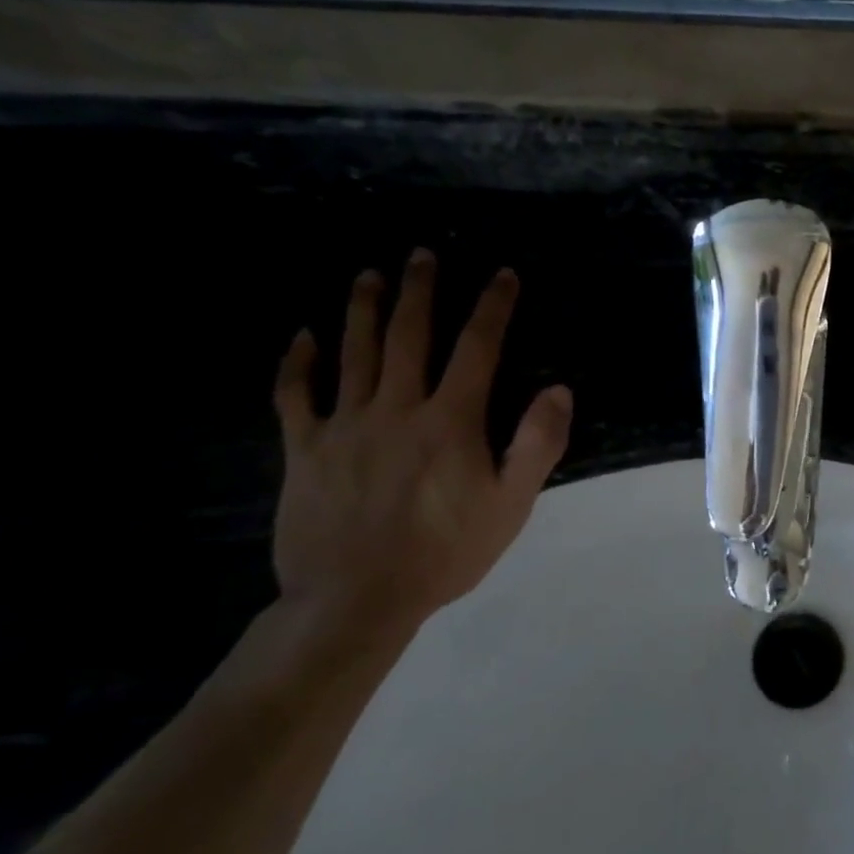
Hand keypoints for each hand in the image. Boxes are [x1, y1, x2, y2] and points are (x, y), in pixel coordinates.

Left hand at [270, 249, 572, 638]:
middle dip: (421, 292)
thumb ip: (536, 444)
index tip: (503, 274)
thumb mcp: (511, 504)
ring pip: (354, 353)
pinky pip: (295, 396)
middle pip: (410, 337)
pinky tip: (302, 337)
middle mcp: (397, 408)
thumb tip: (559, 389)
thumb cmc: (446, 552)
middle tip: (422, 254)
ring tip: (370, 276)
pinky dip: (297, 363)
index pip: (477, 349)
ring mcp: (345, 426)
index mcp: (450, 421)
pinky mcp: (304, 449)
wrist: (357, 599)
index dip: (493, 307)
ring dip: (364, 310)